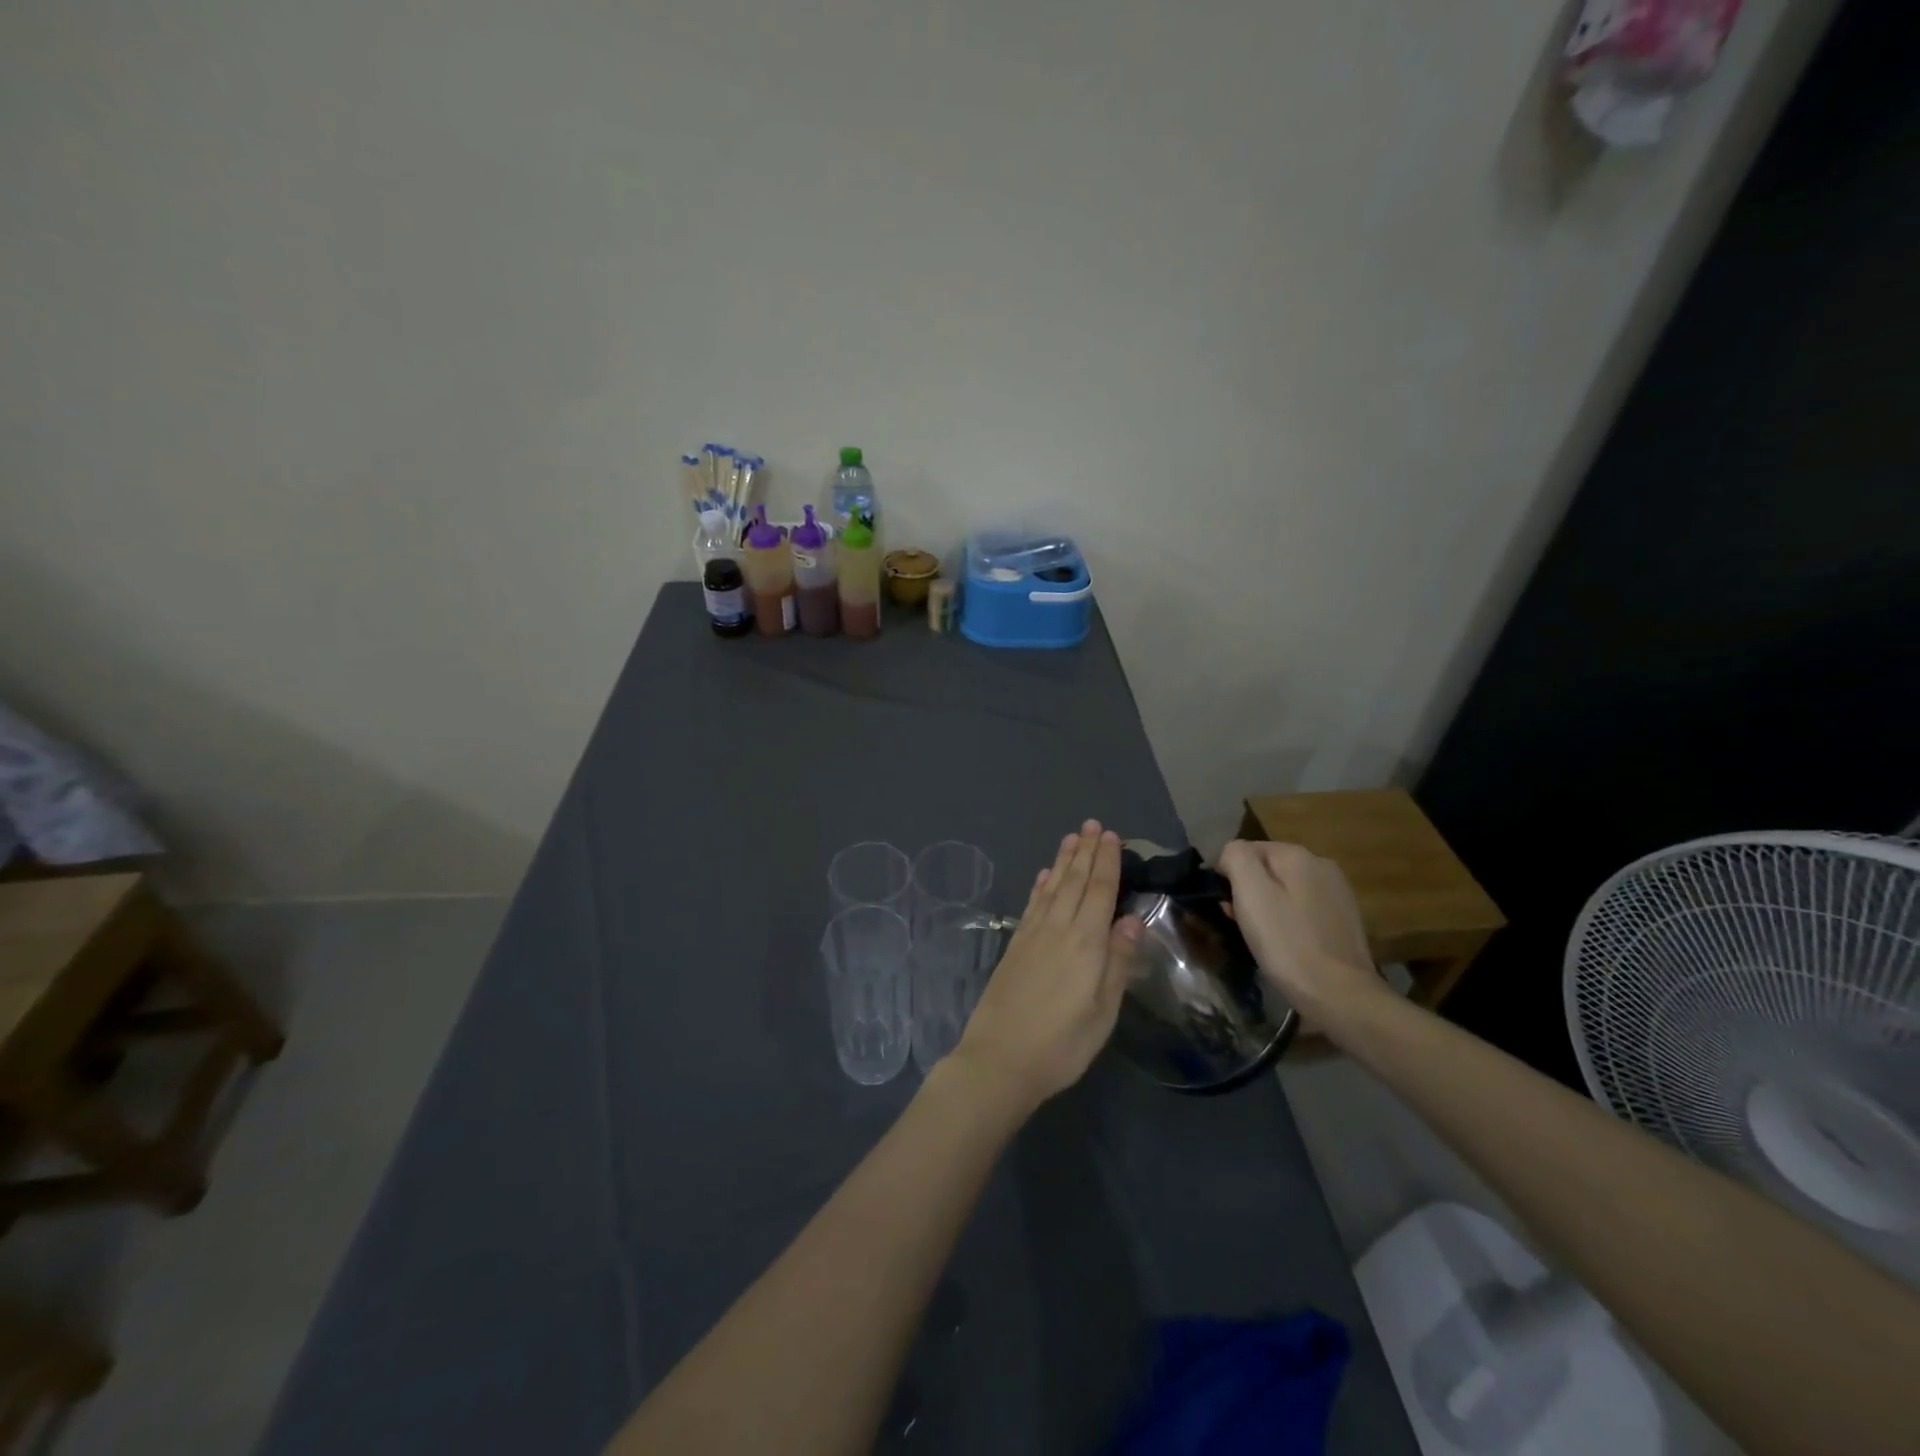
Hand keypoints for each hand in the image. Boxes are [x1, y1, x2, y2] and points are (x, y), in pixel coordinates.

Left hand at [950, 821, 1142, 1111]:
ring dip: (1063, 861)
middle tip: (1092, 824)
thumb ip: (1117, 962)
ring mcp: (1032, 936)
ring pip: (1052, 888)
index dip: (1106, 862)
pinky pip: (1032, 905)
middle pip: (1074, 882)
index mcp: (1086, 943)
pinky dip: (1040, 886)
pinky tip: (1043, 875)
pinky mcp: (1015, 946)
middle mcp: (1058, 929)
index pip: (1099, 891)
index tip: (1111, 836)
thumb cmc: (1061, 1044)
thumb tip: (1132, 920)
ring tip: (1071, 837)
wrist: (999, 1060)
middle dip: (1085, 851)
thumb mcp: (1103, 1011)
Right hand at [1216, 840, 1384, 1021]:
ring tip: (1262, 937)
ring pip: (1286, 889)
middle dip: (1249, 890)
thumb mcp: (1251, 892)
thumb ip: (1236, 857)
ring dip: (1268, 906)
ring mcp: (1337, 892)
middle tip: (1240, 923)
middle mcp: (1321, 864)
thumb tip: (1232, 855)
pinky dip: (1289, 920)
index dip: (1229, 875)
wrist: (1338, 994)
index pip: (1246, 849)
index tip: (1227, 906)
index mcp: (1298, 854)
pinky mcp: (1345, 919)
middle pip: (1268, 868)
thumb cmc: (1286, 942)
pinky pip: (1303, 908)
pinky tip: (1288, 943)